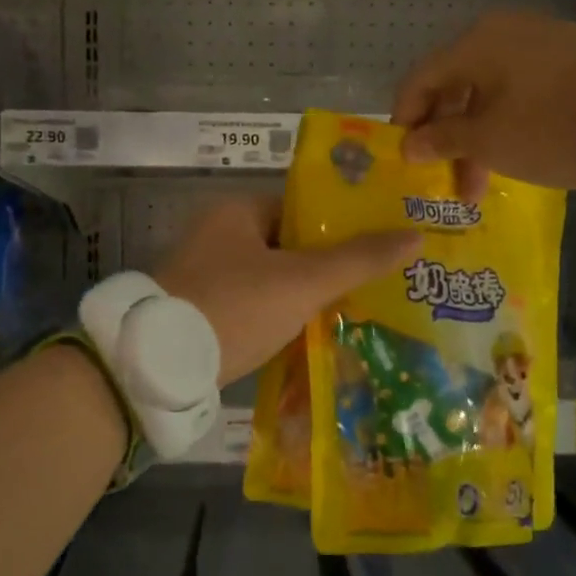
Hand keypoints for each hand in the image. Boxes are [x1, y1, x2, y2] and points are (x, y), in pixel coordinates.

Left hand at [157, 197, 418, 385]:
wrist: (161, 365)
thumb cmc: (235, 307)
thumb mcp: (302, 281)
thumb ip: (357, 259)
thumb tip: (415, 235)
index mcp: (235, 211)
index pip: (299, 209)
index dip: (339, 228)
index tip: (375, 250)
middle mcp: (215, 235)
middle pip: (286, 247)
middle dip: (324, 268)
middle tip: (371, 287)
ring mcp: (204, 275)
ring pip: (270, 280)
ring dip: (302, 297)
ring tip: (350, 314)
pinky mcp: (199, 311)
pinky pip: (251, 306)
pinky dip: (277, 318)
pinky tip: (308, 337)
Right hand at [391, 10, 575, 200]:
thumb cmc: (555, 127)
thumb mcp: (490, 141)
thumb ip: (442, 139)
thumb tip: (410, 144)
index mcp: (476, 43)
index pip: (420, 80)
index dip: (405, 121)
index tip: (404, 160)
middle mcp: (504, 32)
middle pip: (455, 87)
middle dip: (445, 137)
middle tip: (445, 181)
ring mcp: (542, 42)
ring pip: (489, 93)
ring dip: (477, 138)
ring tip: (481, 184)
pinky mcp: (572, 58)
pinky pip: (521, 91)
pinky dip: (507, 123)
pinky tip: (514, 156)